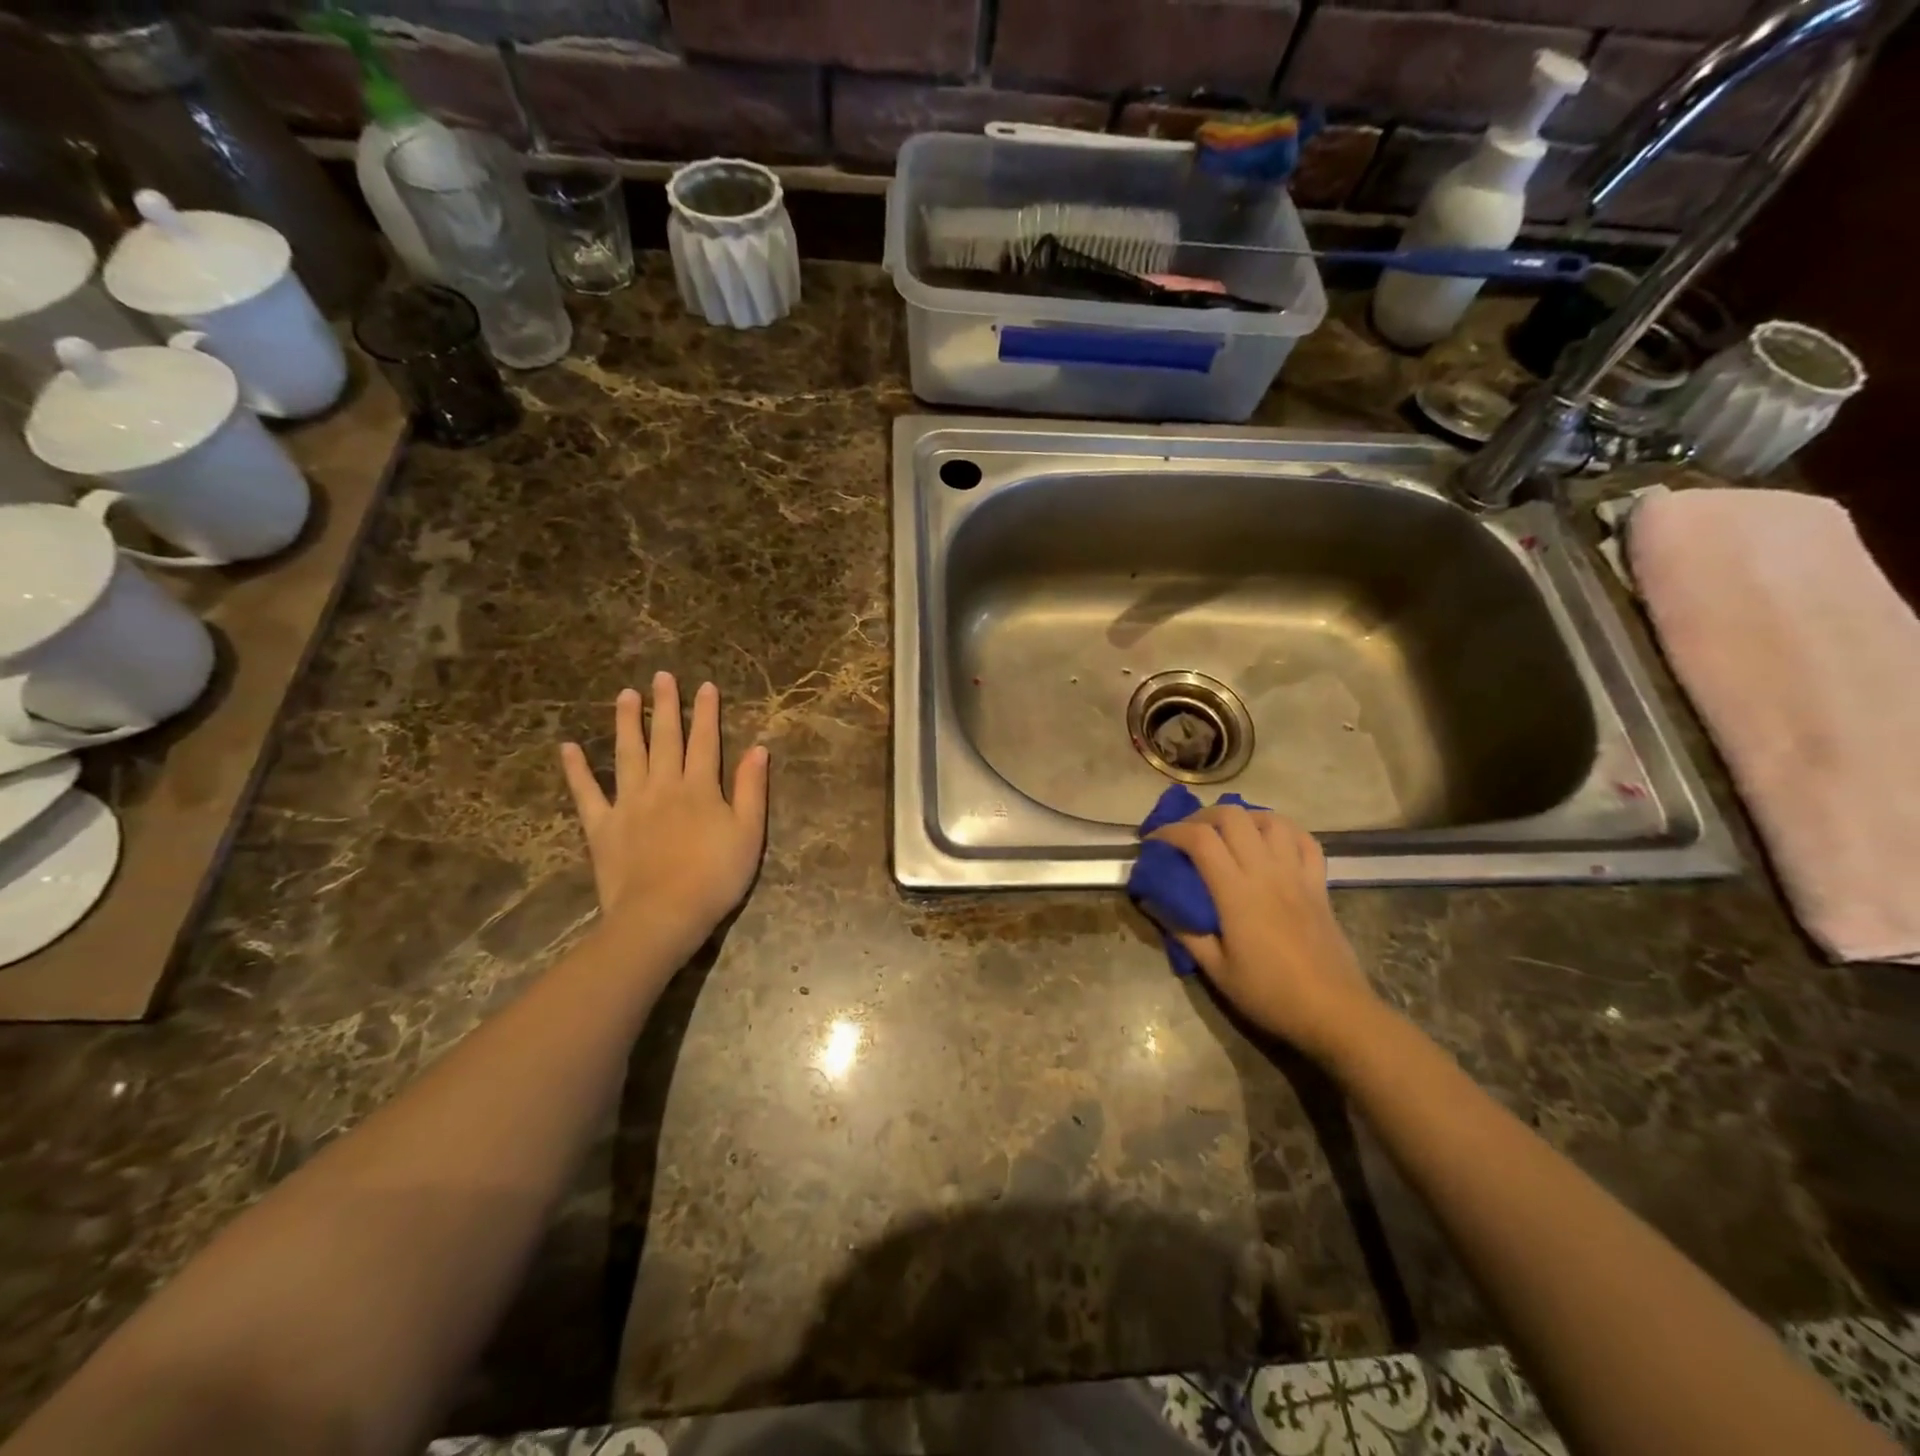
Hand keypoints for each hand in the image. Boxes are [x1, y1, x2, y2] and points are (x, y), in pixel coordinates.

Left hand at [560, 673, 768, 964]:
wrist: (663, 915)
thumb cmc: (715, 877)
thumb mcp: (749, 833)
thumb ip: (752, 789)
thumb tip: (758, 749)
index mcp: (700, 788)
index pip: (705, 741)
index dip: (706, 713)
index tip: (705, 686)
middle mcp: (663, 786)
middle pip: (665, 739)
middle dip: (666, 706)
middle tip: (662, 676)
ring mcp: (628, 804)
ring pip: (627, 754)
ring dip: (627, 723)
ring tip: (625, 695)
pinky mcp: (602, 826)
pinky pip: (586, 793)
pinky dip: (576, 770)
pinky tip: (568, 748)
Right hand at [1149, 805, 1381, 1064]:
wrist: (1335, 1011)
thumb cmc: (1270, 993)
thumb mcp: (1216, 970)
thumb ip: (1184, 932)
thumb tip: (1154, 903)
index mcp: (1236, 892)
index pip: (1199, 839)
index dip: (1171, 831)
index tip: (1154, 841)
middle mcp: (1266, 871)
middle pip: (1232, 816)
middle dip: (1201, 816)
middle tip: (1186, 834)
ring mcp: (1296, 874)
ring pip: (1270, 819)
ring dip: (1243, 817)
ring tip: (1227, 832)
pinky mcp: (1319, 883)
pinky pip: (1304, 840)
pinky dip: (1283, 830)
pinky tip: (1270, 840)